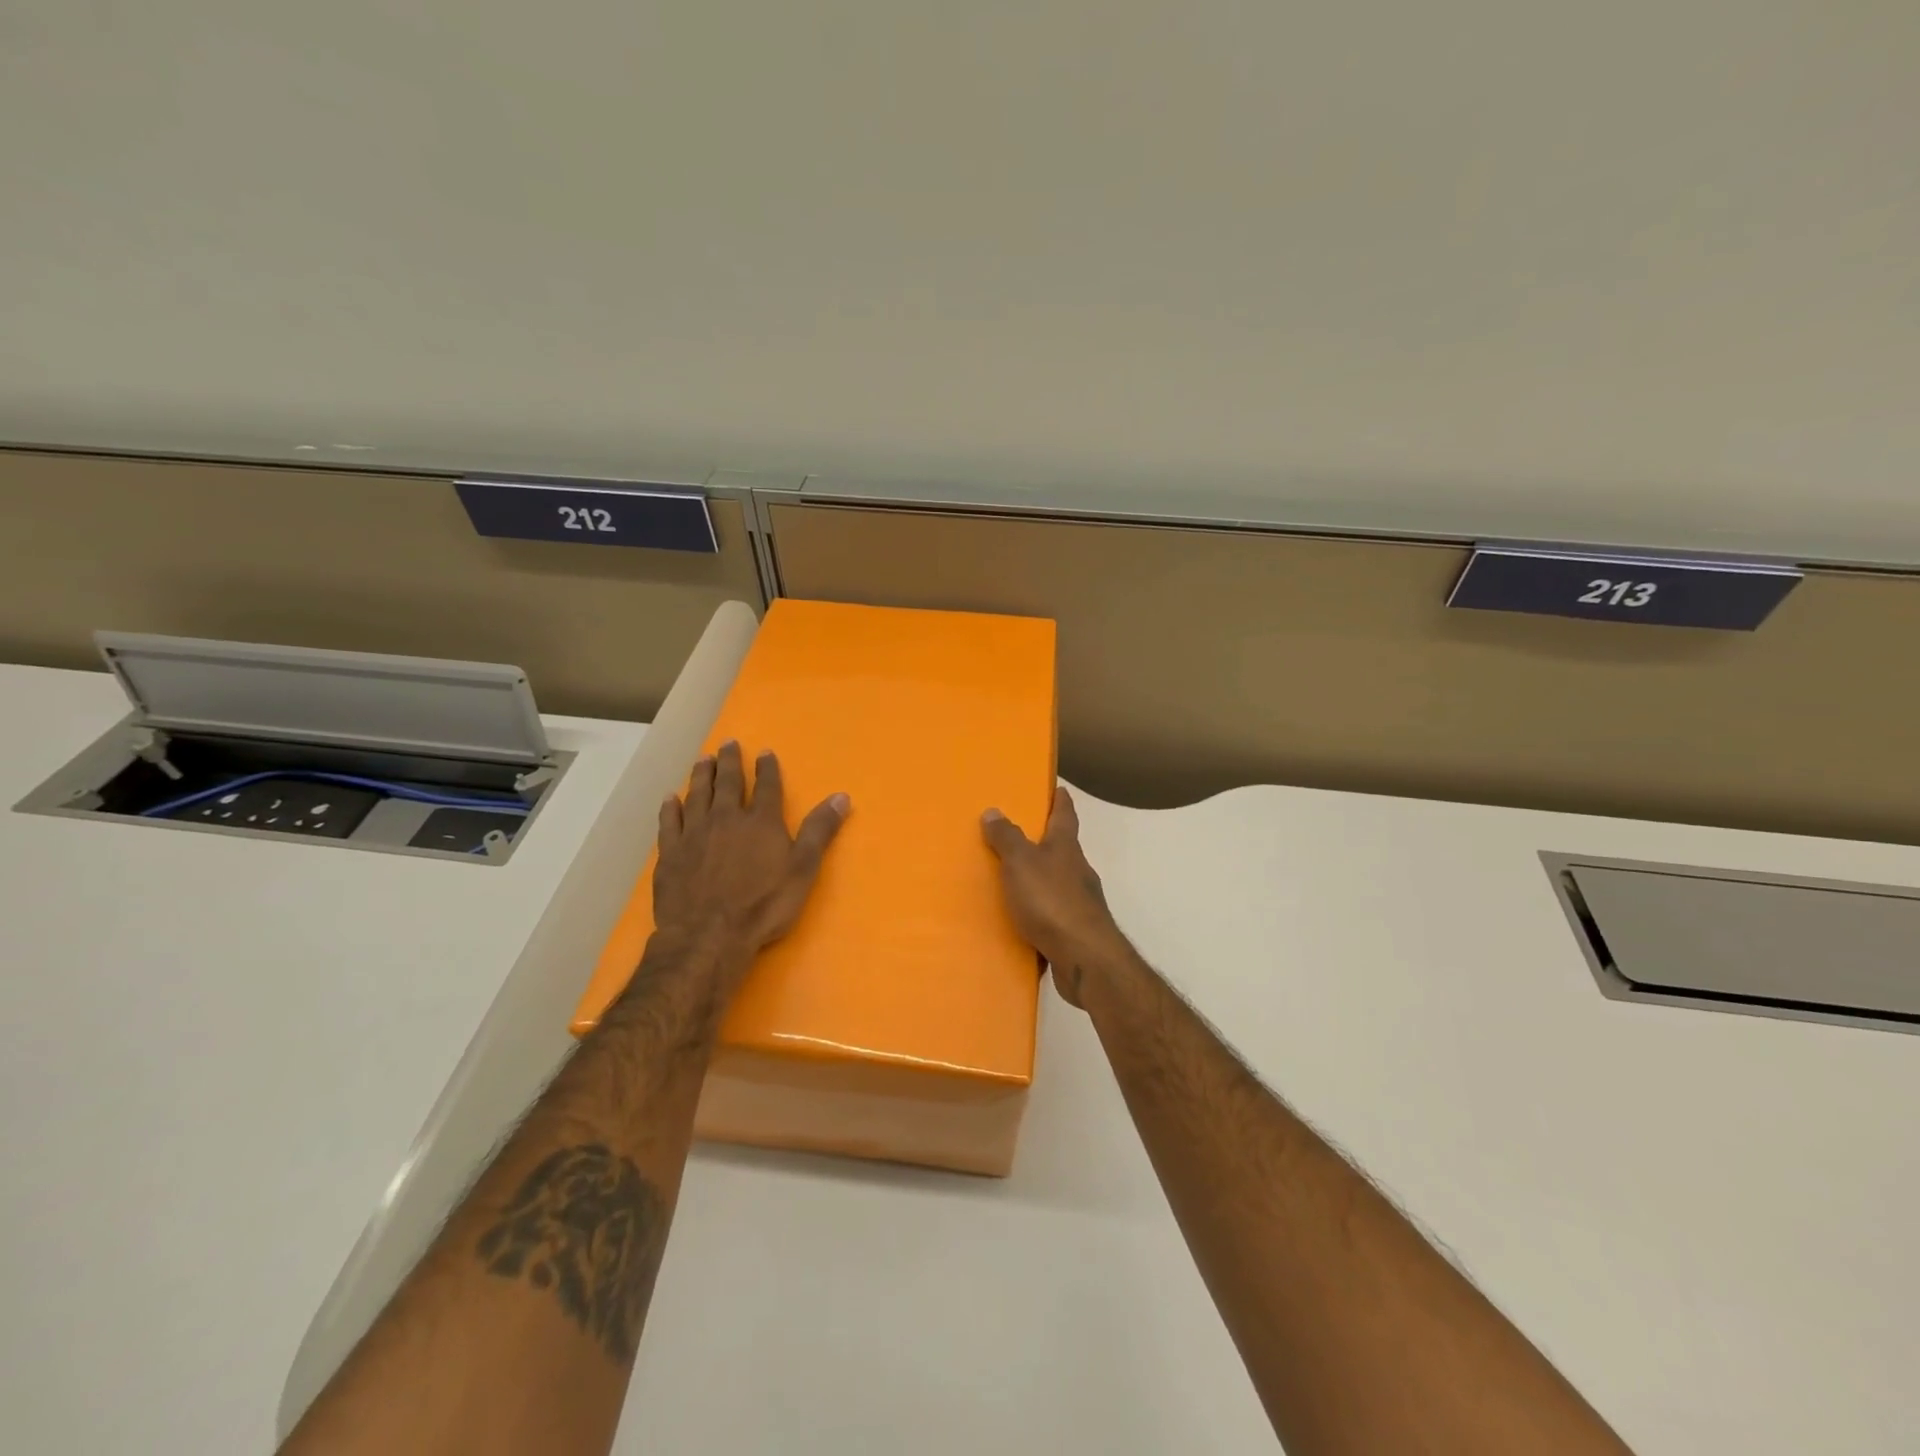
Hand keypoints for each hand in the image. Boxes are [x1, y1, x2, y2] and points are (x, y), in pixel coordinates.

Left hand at [653, 742, 848, 976]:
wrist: (709, 934)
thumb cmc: (764, 905)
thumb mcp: (803, 869)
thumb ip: (820, 831)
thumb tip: (841, 796)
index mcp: (761, 822)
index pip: (766, 787)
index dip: (767, 768)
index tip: (765, 752)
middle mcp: (726, 819)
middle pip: (728, 783)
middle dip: (729, 762)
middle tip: (727, 743)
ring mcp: (694, 834)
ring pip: (697, 795)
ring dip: (701, 776)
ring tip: (702, 760)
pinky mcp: (670, 853)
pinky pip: (669, 822)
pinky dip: (670, 808)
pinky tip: (670, 799)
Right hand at [981, 787, 1125, 1008]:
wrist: (1085, 958)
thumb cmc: (1052, 901)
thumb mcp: (1021, 863)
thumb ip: (1007, 838)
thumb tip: (994, 811)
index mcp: (1066, 848)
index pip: (1065, 814)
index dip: (1060, 799)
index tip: (1058, 787)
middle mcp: (1078, 871)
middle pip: (1063, 849)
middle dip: (1045, 841)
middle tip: (1018, 836)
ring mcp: (1080, 903)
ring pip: (1057, 883)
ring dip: (1039, 880)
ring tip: (1011, 882)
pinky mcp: (1076, 932)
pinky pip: (1052, 915)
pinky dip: (1038, 914)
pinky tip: (1020, 922)